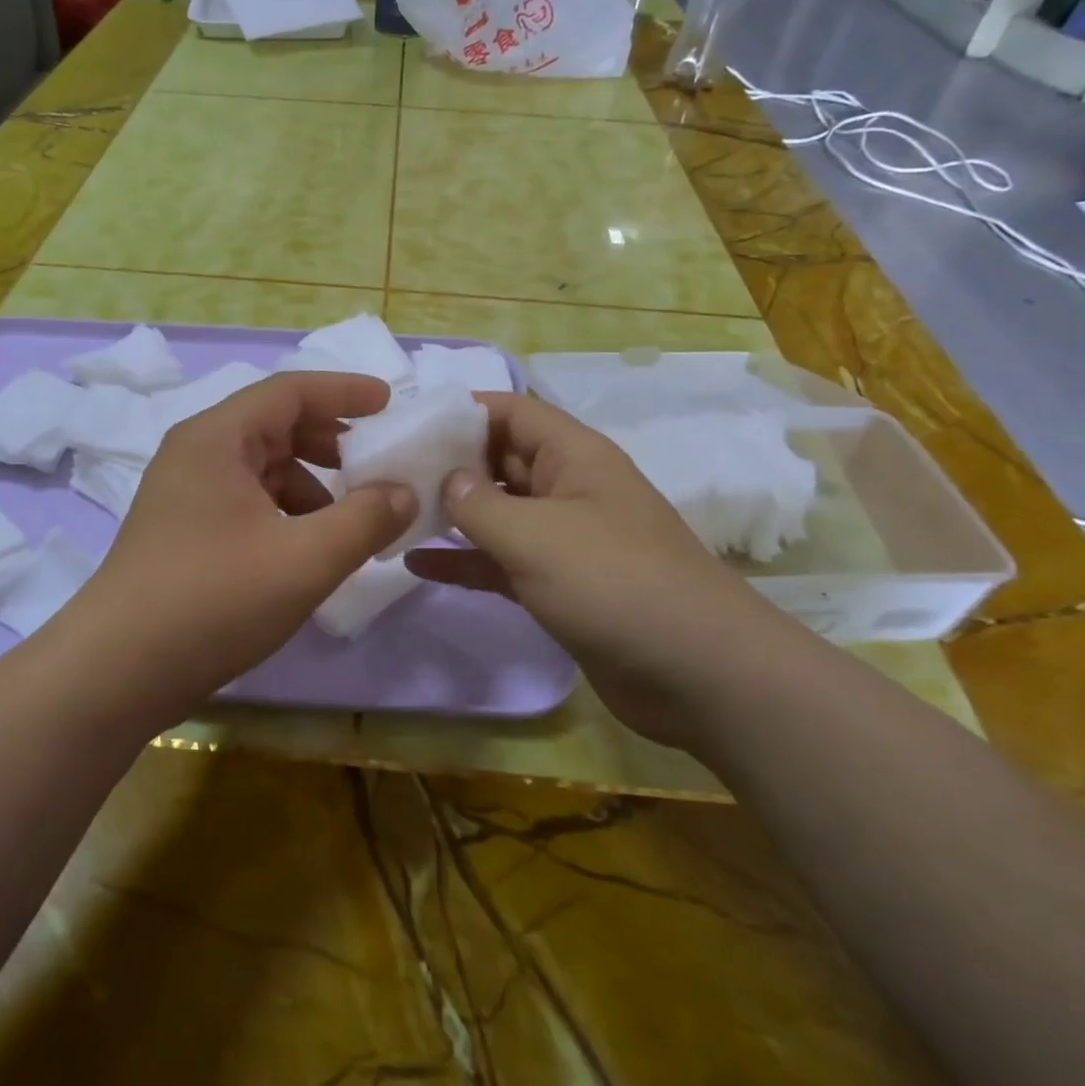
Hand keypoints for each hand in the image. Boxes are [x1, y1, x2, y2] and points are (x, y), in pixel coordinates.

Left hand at [65, 372, 415, 715]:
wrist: (116, 672)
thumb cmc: (213, 600)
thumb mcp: (305, 559)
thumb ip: (365, 519)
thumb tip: (404, 492)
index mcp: (217, 438)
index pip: (290, 390)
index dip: (344, 391)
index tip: (389, 403)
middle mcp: (196, 453)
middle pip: (274, 425)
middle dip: (330, 440)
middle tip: (376, 461)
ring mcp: (184, 493)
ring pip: (261, 467)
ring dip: (310, 482)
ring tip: (349, 517)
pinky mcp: (182, 530)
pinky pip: (246, 500)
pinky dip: (285, 511)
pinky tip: (307, 548)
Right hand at [405, 393, 786, 742]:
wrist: (698, 674)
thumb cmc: (614, 582)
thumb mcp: (536, 535)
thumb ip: (479, 504)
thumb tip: (448, 480)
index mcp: (573, 456)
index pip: (512, 412)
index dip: (463, 410)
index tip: (409, 423)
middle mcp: (567, 488)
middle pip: (499, 460)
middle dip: (448, 463)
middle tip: (386, 471)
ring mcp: (563, 539)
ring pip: (497, 513)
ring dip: (450, 514)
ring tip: (392, 514)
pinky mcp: (558, 585)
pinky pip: (501, 561)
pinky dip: (464, 561)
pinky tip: (416, 564)